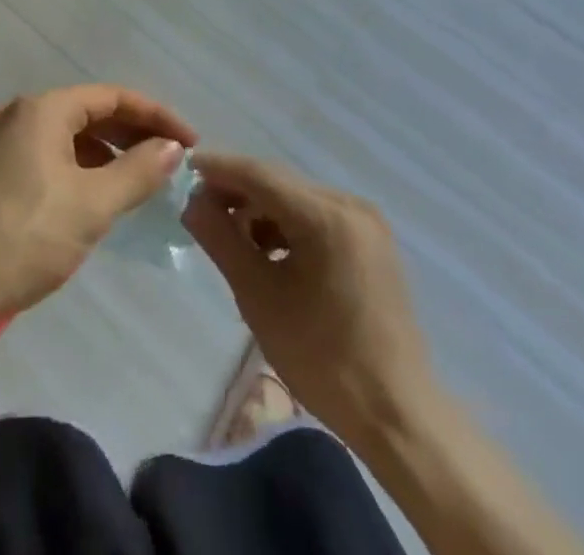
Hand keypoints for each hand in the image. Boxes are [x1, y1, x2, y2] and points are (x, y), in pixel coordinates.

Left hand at [0, 85, 196, 325]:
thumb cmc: (24, 237)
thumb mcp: (91, 205)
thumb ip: (137, 172)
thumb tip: (173, 147)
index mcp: (44, 110)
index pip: (112, 96)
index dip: (155, 115)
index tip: (190, 141)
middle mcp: (21, 114)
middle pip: (89, 111)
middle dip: (133, 132)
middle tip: (170, 158)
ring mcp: (3, 142)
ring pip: (68, 135)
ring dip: (107, 151)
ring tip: (140, 178)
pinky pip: (49, 154)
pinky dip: (80, 167)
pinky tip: (96, 195)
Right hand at [185, 153, 435, 443]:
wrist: (398, 416)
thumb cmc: (323, 359)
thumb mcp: (259, 297)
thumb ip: (221, 240)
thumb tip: (192, 202)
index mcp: (327, 216)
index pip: (260, 175)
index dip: (219, 168)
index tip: (184, 167)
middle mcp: (350, 205)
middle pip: (279, 182)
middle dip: (237, 191)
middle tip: (200, 208)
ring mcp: (366, 222)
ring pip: (296, 199)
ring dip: (260, 210)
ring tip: (231, 238)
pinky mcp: (371, 242)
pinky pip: (317, 216)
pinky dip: (287, 225)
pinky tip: (267, 252)